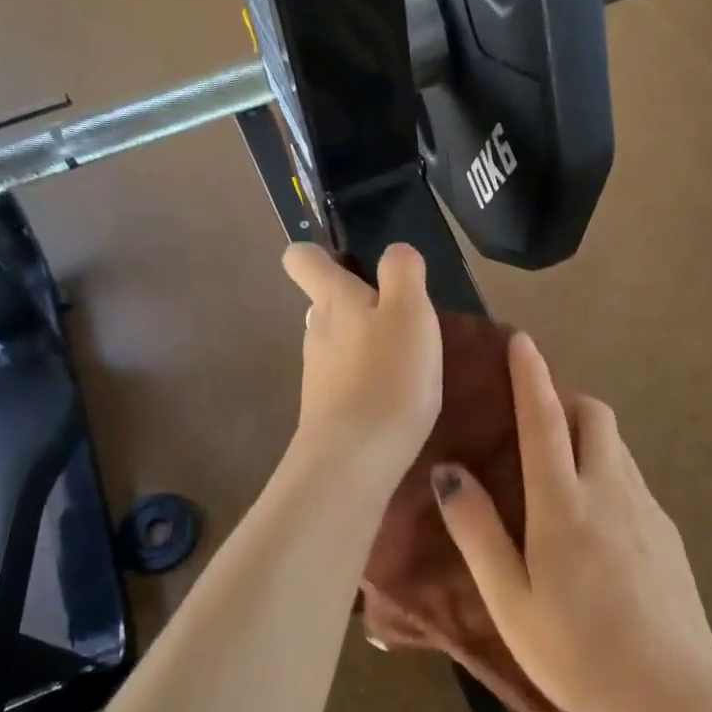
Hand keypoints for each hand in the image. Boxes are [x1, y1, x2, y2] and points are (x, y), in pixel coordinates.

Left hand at [282, 243, 441, 485]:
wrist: (355, 458)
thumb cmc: (388, 376)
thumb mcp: (409, 312)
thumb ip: (402, 272)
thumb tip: (395, 252)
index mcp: (332, 299)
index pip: (301, 259)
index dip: (319, 254)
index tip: (349, 263)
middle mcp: (316, 331)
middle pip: (325, 303)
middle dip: (357, 304)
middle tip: (403, 318)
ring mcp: (318, 374)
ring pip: (338, 343)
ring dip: (367, 344)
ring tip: (408, 361)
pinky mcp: (327, 409)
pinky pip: (347, 380)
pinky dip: (369, 379)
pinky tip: (397, 396)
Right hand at [432, 333, 711, 711]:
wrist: (674, 695)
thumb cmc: (576, 651)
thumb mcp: (509, 599)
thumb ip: (477, 531)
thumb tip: (449, 472)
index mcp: (564, 503)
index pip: (545, 418)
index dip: (531, 376)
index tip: (521, 341)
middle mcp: (611, 490)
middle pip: (595, 416)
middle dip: (565, 400)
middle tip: (533, 420)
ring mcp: (647, 509)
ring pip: (617, 447)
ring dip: (587, 436)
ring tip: (558, 468)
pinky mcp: (668, 532)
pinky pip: (632, 479)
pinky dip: (607, 471)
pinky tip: (593, 521)